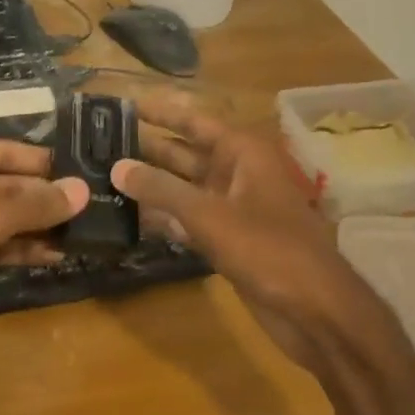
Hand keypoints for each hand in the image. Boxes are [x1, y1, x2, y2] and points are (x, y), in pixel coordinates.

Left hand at [0, 138, 88, 350]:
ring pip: (0, 217)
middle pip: (6, 185)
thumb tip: (82, 190)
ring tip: (83, 235)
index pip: (7, 151)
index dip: (45, 163)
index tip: (87, 171)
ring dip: (36, 227)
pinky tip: (52, 257)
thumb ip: (31, 206)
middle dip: (44, 200)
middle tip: (94, 209)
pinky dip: (17, 249)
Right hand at [113, 91, 388, 371]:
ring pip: (183, 188)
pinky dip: (162, 217)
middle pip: (184, 153)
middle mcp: (236, 173)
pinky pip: (187, 218)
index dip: (160, 112)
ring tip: (103, 176)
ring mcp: (231, 208)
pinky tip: (128, 216)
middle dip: (147, 148)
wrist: (315, 310)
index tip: (123, 104)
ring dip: (150, 184)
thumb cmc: (269, 250)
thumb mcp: (210, 216)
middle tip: (99, 143)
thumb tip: (117, 166)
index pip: (193, 121)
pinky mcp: (226, 239)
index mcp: (242, 153)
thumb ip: (161, 190)